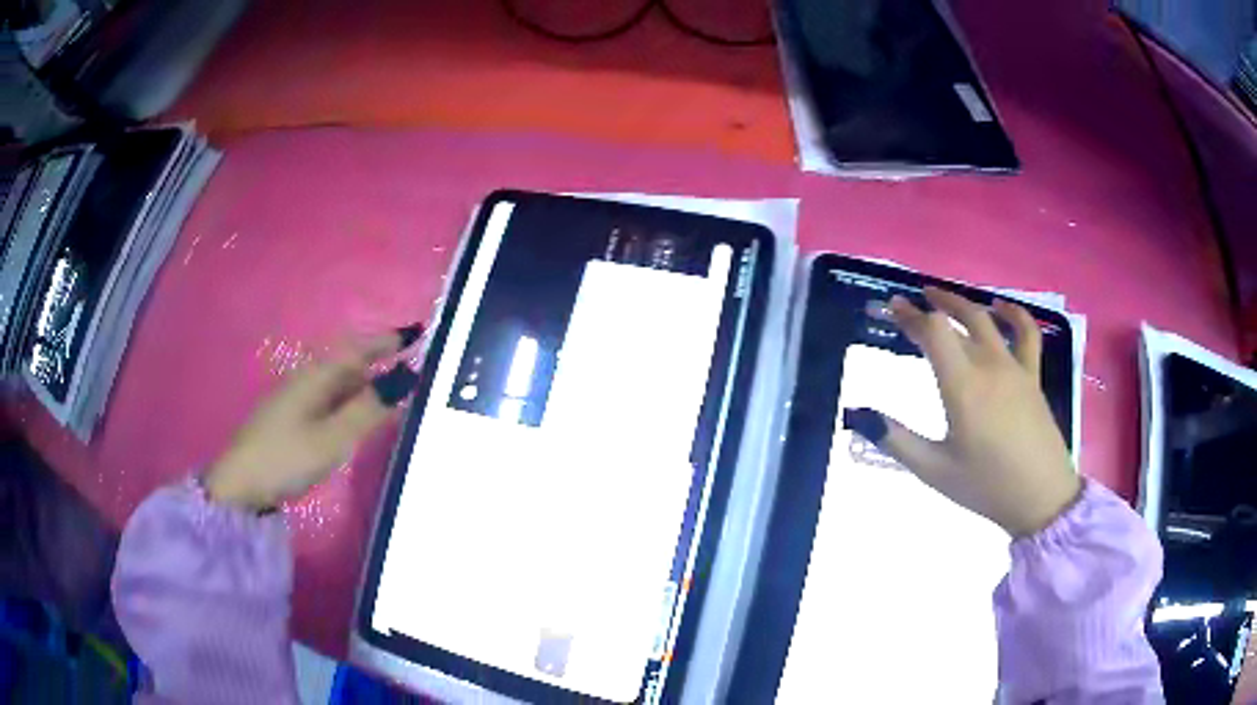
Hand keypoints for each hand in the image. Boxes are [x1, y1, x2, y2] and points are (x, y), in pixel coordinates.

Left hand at [204, 325, 422, 509]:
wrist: (240, 486)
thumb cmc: (286, 458)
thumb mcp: (332, 438)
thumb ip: (368, 410)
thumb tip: (404, 378)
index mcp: (315, 377)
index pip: (356, 349)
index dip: (384, 341)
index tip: (415, 336)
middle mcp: (305, 381)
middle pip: (346, 364)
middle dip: (377, 362)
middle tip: (410, 373)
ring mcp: (295, 401)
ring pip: (337, 385)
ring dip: (364, 386)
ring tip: (391, 397)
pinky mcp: (290, 421)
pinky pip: (328, 402)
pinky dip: (349, 404)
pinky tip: (355, 420)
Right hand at [845, 288, 1080, 536]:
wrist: (1042, 497)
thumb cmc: (986, 487)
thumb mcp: (935, 471)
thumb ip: (896, 440)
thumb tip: (858, 414)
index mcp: (963, 386)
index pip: (933, 332)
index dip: (909, 315)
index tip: (890, 307)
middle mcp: (989, 365)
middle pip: (957, 319)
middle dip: (930, 306)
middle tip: (910, 303)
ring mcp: (1015, 367)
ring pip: (987, 319)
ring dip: (962, 303)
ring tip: (943, 297)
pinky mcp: (1032, 376)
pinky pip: (1026, 333)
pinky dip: (1013, 314)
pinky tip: (1001, 307)